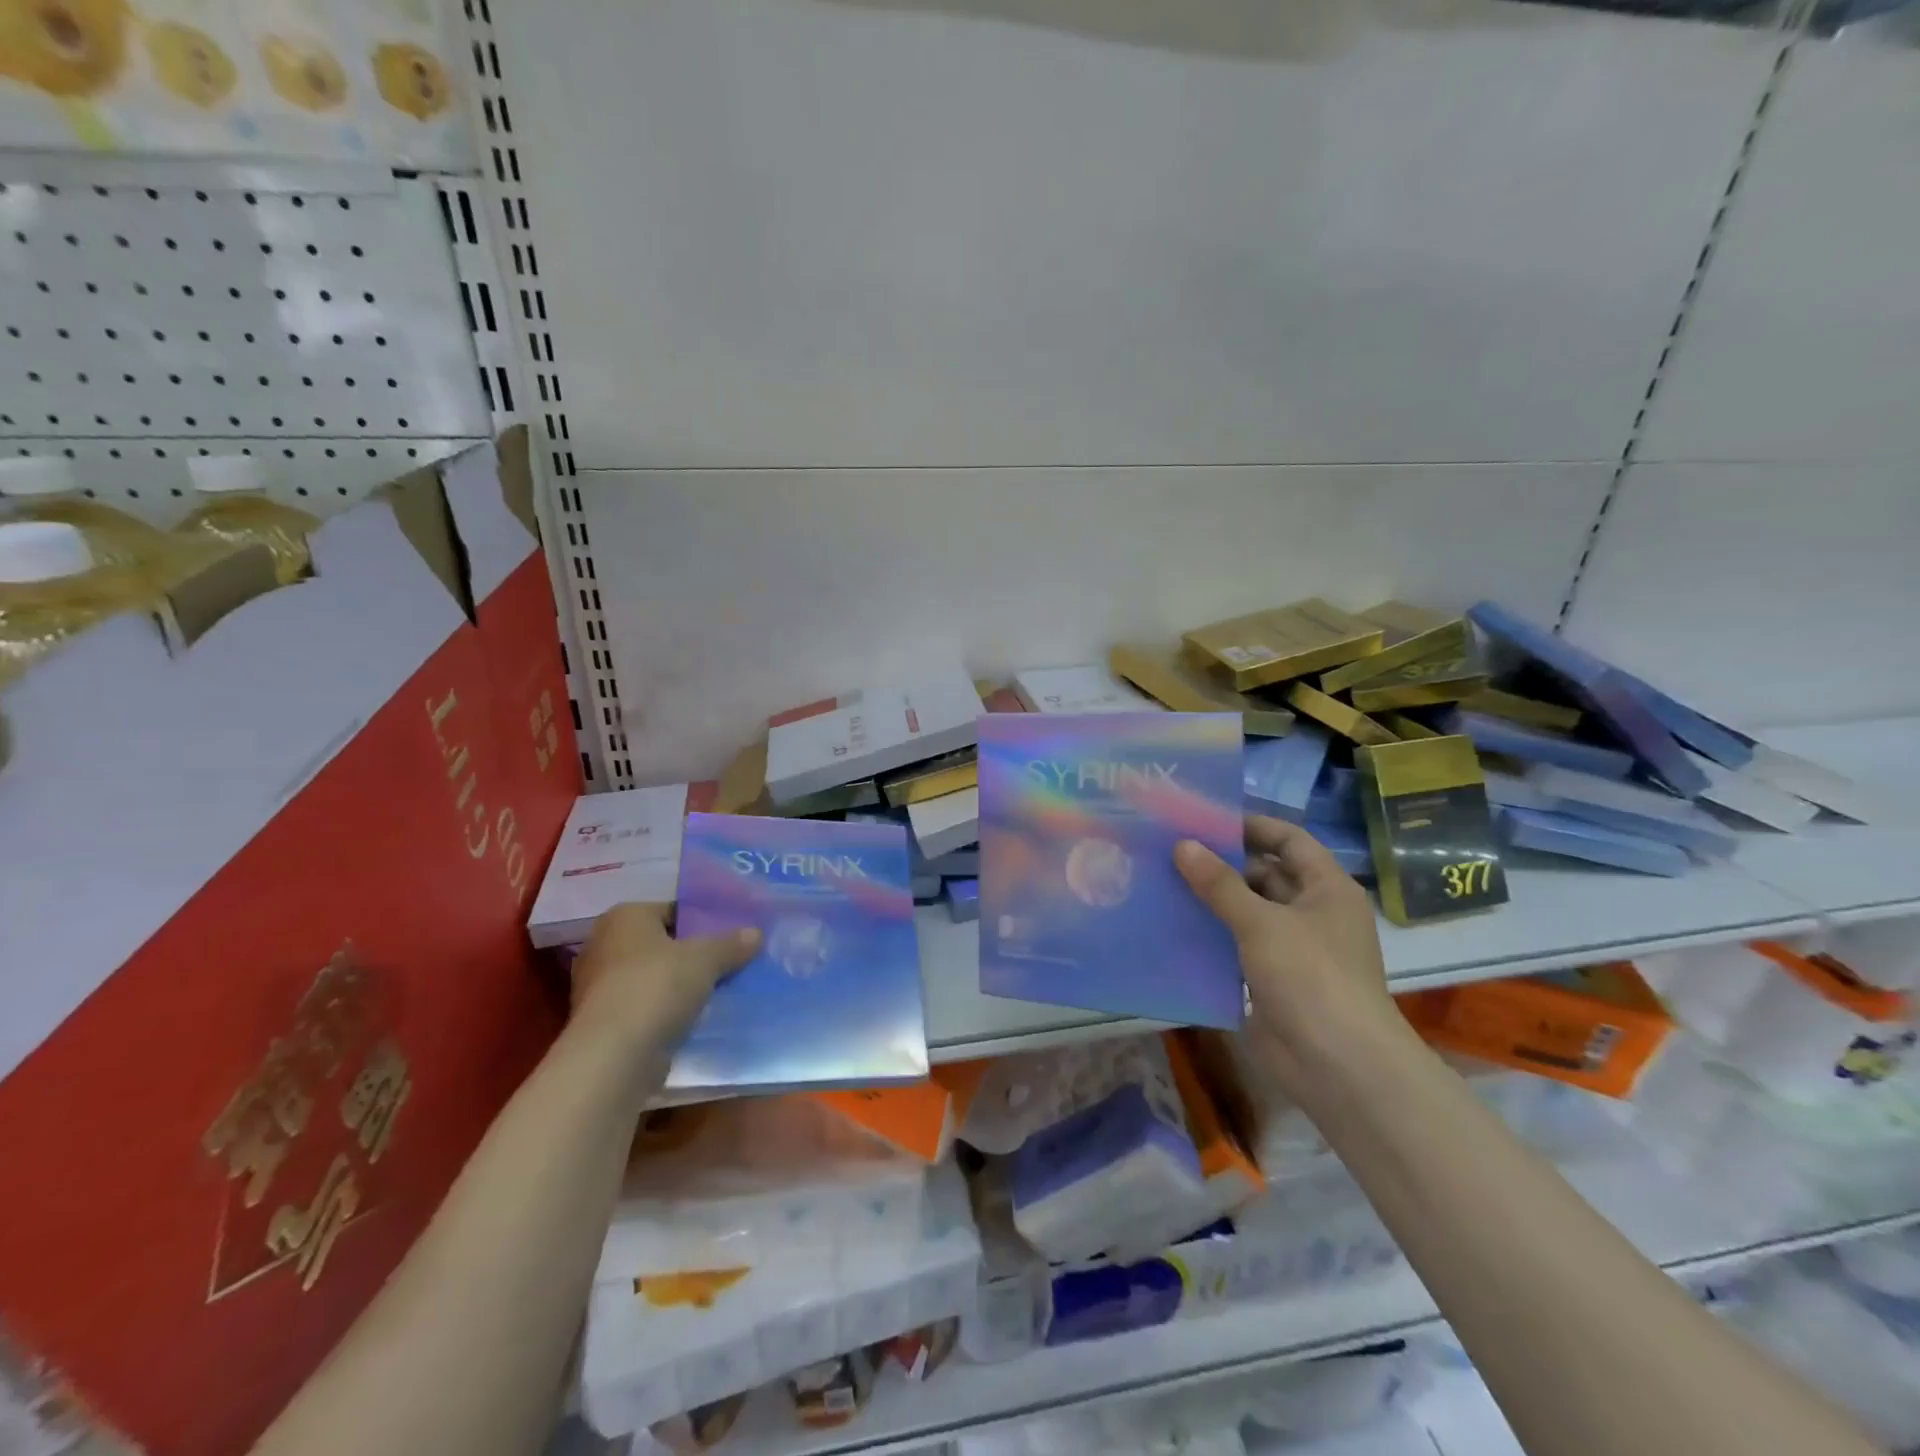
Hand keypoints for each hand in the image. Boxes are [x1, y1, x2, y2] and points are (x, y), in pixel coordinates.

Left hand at [569, 903, 759, 1061]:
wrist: (614, 1056)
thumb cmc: (656, 987)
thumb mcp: (706, 958)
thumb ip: (731, 944)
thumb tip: (756, 933)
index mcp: (625, 917)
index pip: (672, 910)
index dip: (704, 920)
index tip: (732, 934)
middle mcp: (605, 946)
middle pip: (663, 944)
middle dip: (693, 954)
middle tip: (730, 961)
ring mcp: (600, 987)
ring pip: (655, 978)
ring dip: (681, 986)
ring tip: (721, 990)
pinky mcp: (605, 1023)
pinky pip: (647, 1007)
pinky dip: (668, 1011)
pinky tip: (698, 1018)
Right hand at [1176, 817, 1402, 1093]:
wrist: (1338, 1067)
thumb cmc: (1310, 978)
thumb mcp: (1262, 923)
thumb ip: (1220, 884)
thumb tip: (1182, 845)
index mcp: (1326, 889)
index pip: (1289, 840)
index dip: (1251, 826)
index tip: (1205, 819)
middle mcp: (1311, 913)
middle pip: (1264, 875)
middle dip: (1222, 864)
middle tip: (1171, 850)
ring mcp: (1292, 949)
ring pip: (1247, 912)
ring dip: (1211, 901)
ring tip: (1162, 882)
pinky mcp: (1271, 980)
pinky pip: (1236, 947)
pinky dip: (1210, 936)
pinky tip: (1172, 926)